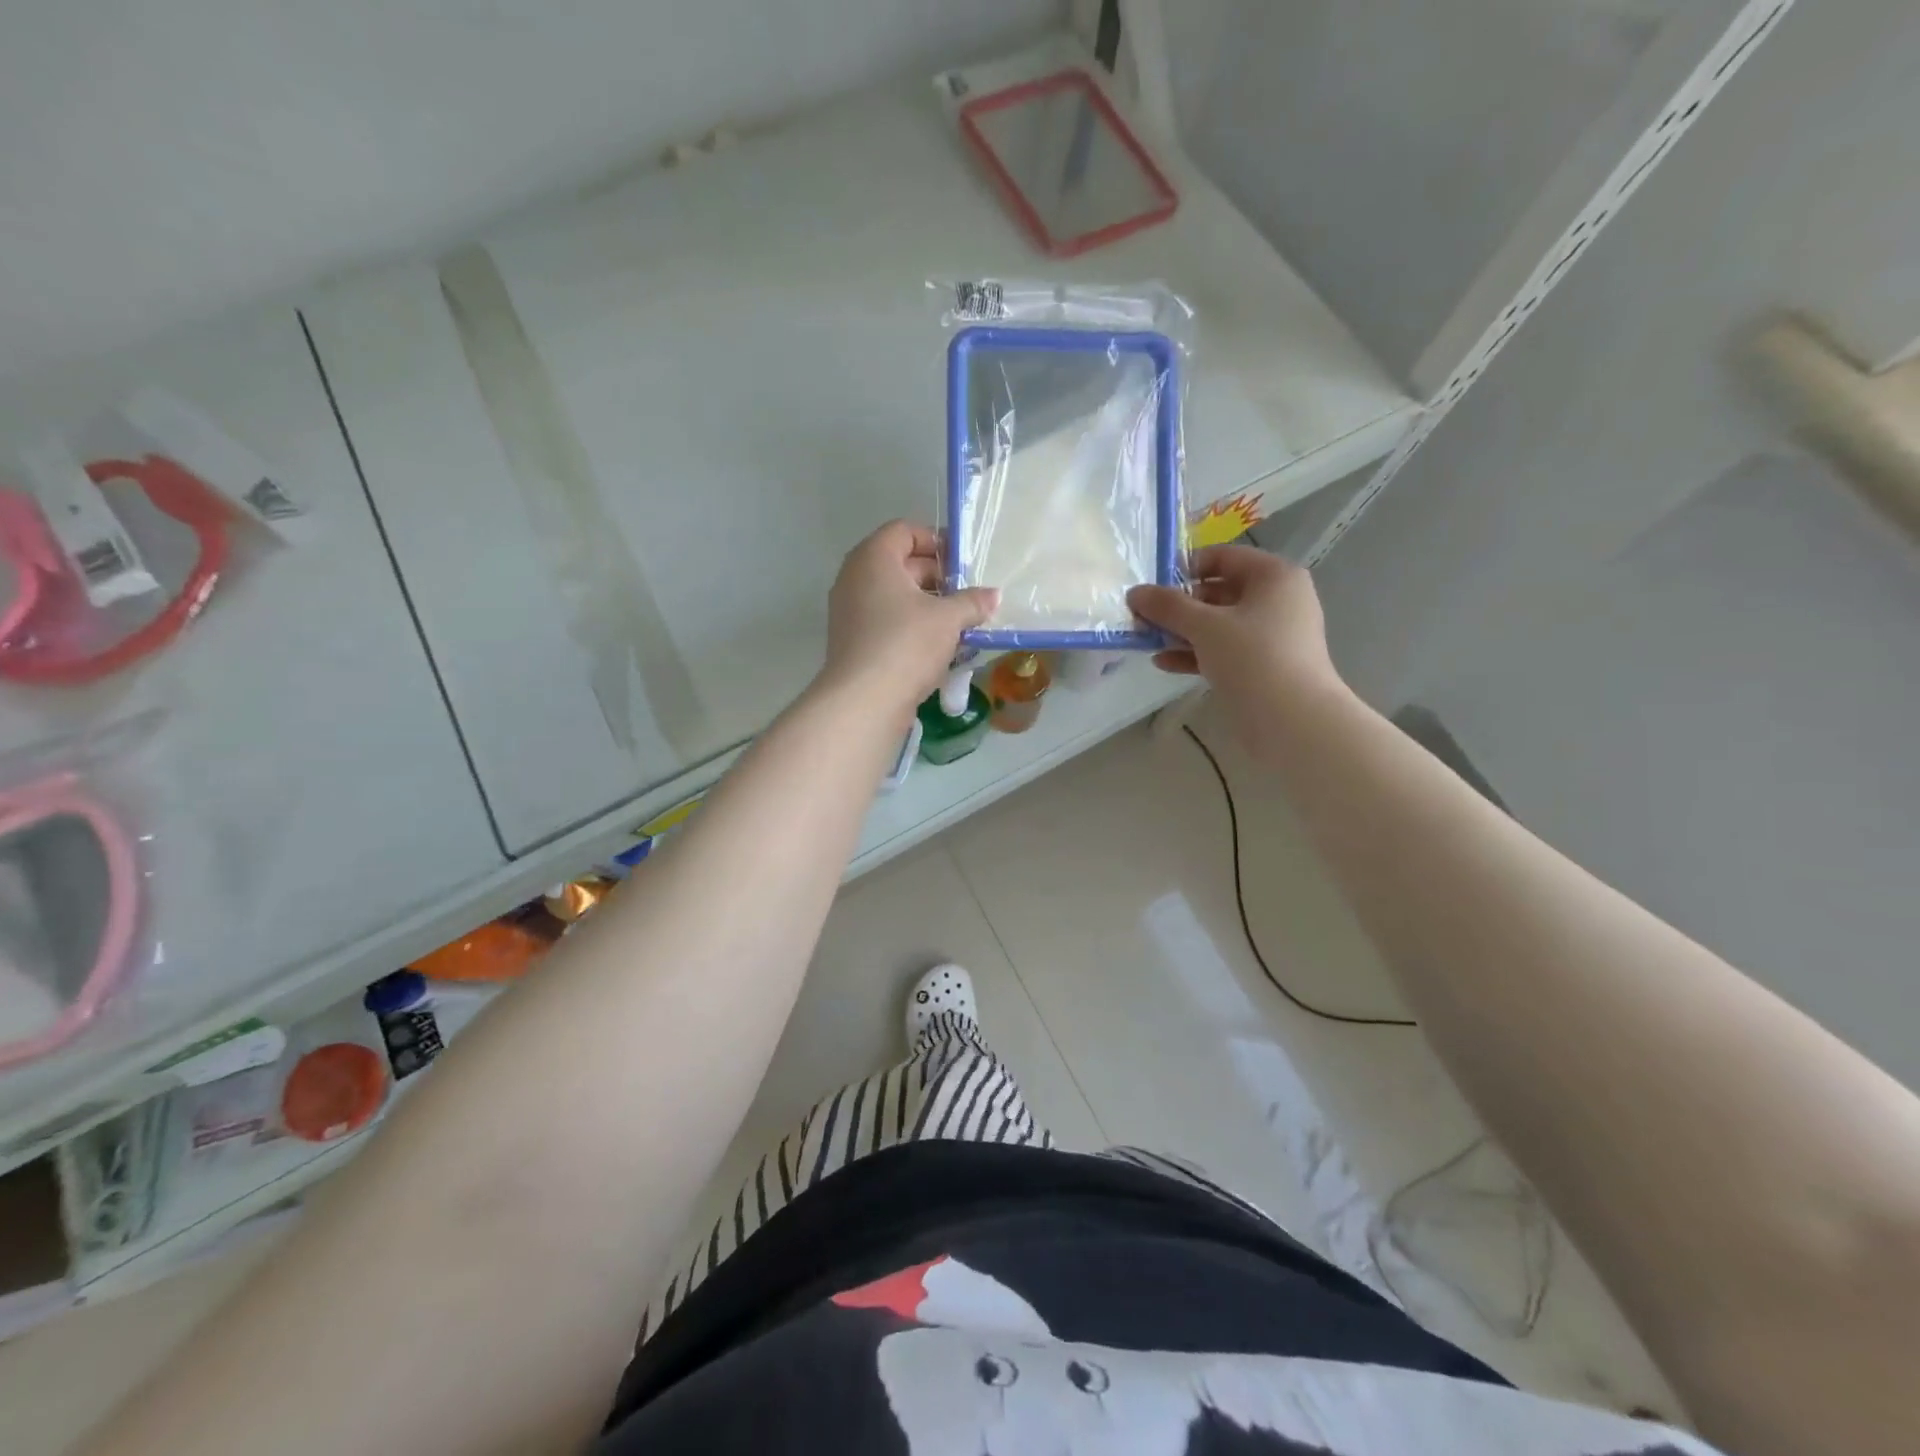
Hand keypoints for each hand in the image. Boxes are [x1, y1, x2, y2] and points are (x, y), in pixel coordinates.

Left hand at [818, 521, 997, 719]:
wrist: (864, 701)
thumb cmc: (906, 644)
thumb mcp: (948, 619)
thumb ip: (972, 602)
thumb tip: (993, 595)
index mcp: (873, 558)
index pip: (904, 531)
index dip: (936, 541)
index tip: (963, 563)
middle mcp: (855, 578)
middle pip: (900, 563)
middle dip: (937, 577)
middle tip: (968, 595)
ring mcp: (851, 611)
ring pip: (895, 596)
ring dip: (928, 605)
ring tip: (961, 622)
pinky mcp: (854, 641)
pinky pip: (887, 622)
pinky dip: (912, 627)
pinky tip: (940, 647)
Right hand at [1127, 545, 1347, 733]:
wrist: (1293, 720)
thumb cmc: (1253, 657)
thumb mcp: (1204, 626)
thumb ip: (1168, 606)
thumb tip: (1135, 592)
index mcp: (1273, 576)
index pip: (1223, 557)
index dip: (1185, 567)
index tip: (1153, 586)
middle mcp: (1277, 599)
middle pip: (1219, 591)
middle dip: (1179, 605)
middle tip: (1144, 617)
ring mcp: (1271, 635)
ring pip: (1219, 624)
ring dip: (1183, 631)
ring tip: (1148, 641)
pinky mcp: (1263, 665)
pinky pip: (1224, 650)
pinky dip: (1196, 653)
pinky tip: (1164, 663)